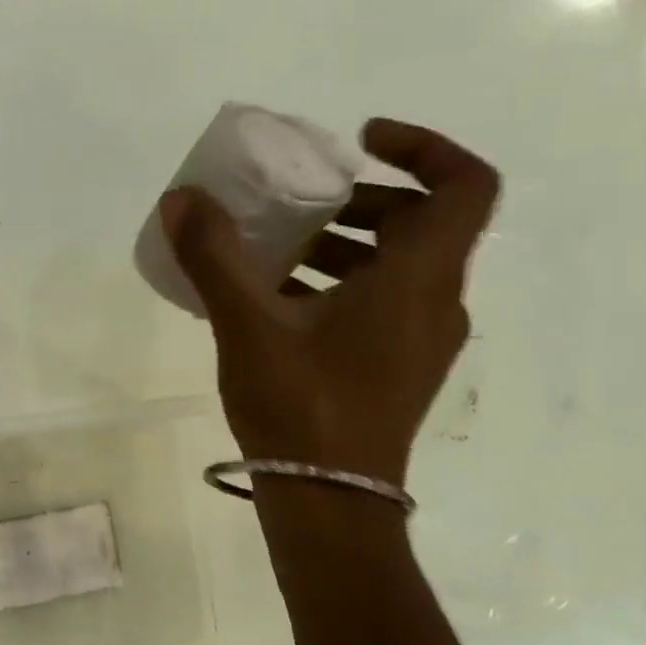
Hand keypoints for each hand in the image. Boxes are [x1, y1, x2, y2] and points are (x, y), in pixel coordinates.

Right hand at [160, 119, 498, 486]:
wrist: (329, 502)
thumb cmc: (300, 406)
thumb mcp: (248, 325)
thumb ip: (214, 257)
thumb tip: (182, 198)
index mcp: (418, 280)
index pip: (462, 185)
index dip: (422, 147)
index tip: (359, 142)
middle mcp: (436, 303)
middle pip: (423, 224)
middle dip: (361, 201)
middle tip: (300, 202)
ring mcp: (420, 341)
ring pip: (399, 267)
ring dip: (345, 246)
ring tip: (275, 254)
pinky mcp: (397, 369)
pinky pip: (382, 304)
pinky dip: (340, 286)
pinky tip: (277, 305)